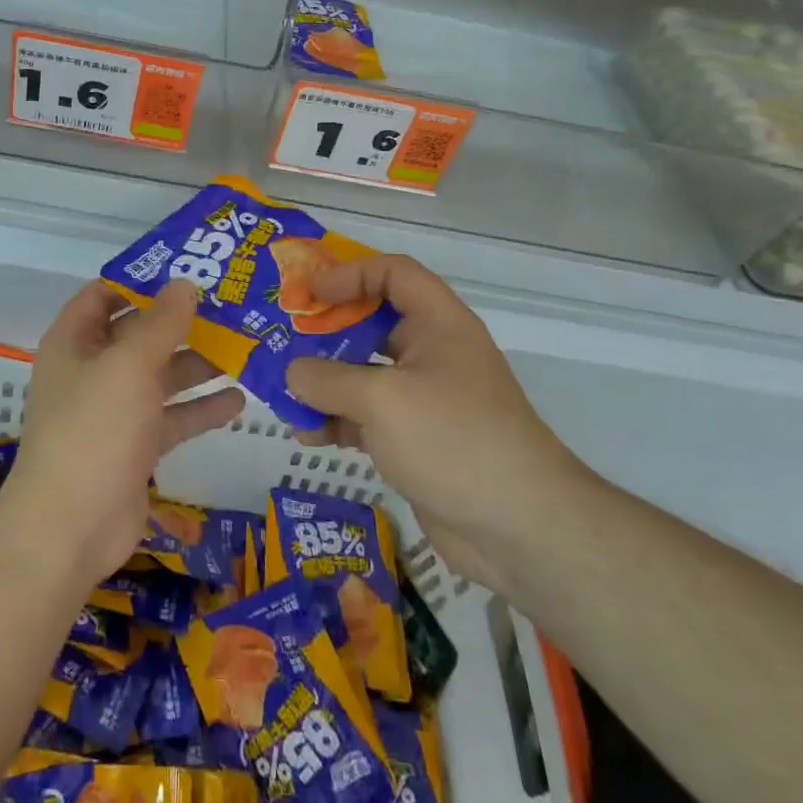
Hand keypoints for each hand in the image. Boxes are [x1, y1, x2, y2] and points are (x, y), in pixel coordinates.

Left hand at [3, 279, 245, 590]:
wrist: (70, 529)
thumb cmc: (94, 430)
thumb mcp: (130, 365)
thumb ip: (161, 323)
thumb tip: (185, 284)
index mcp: (75, 341)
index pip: (105, 294)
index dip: (141, 278)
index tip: (187, 267)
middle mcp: (92, 369)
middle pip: (140, 333)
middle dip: (182, 321)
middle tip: (232, 305)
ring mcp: (113, 410)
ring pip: (160, 376)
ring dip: (197, 364)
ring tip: (245, 347)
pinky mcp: (135, 446)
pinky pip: (171, 417)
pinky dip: (200, 408)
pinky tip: (239, 400)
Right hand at [285, 255, 587, 593]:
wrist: (519, 529)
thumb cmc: (453, 439)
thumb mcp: (382, 400)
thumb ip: (328, 379)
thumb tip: (292, 372)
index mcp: (438, 323)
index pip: (392, 273)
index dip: (349, 274)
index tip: (308, 293)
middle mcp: (433, 352)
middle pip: (372, 323)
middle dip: (326, 331)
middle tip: (283, 339)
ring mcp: (425, 399)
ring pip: (365, 374)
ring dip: (325, 382)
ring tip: (285, 392)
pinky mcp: (416, 439)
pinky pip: (367, 417)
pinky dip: (337, 420)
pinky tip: (307, 435)